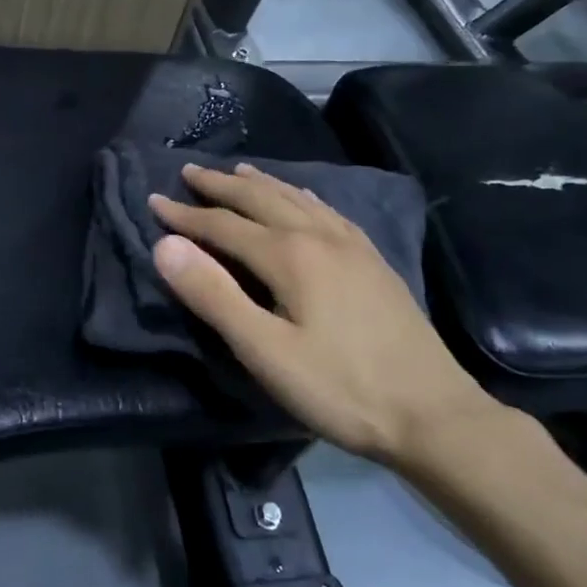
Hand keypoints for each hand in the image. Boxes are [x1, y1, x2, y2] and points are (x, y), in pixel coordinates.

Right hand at [150, 163, 492, 462]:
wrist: (434, 415)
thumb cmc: (340, 388)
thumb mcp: (264, 351)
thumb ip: (212, 295)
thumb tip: (165, 245)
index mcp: (290, 255)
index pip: (223, 225)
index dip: (185, 214)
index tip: (153, 201)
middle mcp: (320, 236)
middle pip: (261, 199)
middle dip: (220, 185)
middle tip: (189, 171)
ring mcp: (353, 246)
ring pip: (296, 199)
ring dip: (261, 183)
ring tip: (238, 171)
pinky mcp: (373, 261)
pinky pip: (327, 211)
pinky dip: (301, 196)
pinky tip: (303, 199)